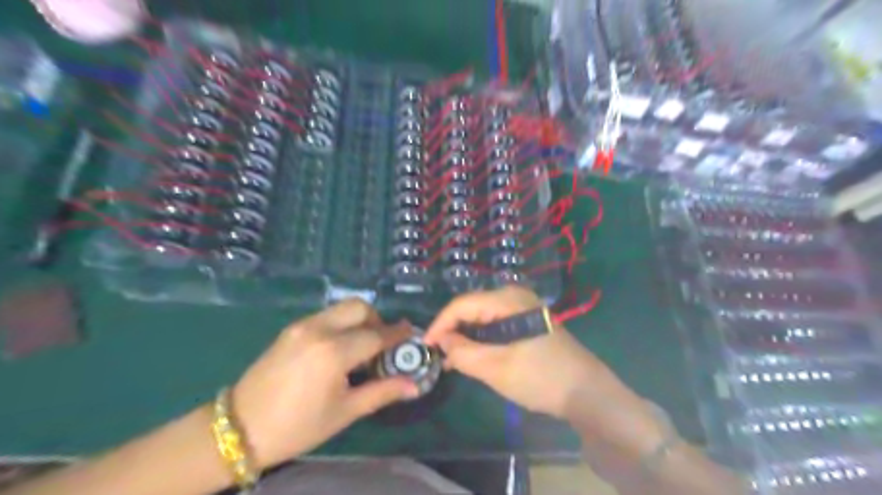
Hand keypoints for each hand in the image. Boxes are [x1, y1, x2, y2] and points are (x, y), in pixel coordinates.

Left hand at [230, 297, 416, 467]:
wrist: (239, 428)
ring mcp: (302, 326)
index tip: (411, 333)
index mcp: (334, 352)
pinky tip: (338, 348)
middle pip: (359, 307)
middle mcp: (319, 329)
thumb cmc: (297, 426)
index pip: (376, 335)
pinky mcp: (291, 329)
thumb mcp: (345, 412)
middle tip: (382, 343)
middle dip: (377, 320)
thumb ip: (382, 392)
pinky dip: (341, 323)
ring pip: (342, 308)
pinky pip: (326, 315)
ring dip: (359, 320)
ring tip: (360, 346)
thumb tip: (414, 385)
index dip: (397, 334)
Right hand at [423, 286, 621, 421]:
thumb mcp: (496, 368)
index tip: (424, 346)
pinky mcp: (528, 323)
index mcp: (508, 299)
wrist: (587, 393)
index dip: (440, 324)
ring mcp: (523, 309)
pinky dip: (481, 340)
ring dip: (466, 337)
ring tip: (451, 360)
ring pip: (483, 318)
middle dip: (452, 331)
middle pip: (472, 308)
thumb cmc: (541, 377)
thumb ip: (463, 353)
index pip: (462, 304)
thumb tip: (441, 341)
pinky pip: (496, 326)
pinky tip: (473, 357)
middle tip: (437, 355)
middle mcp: (514, 296)